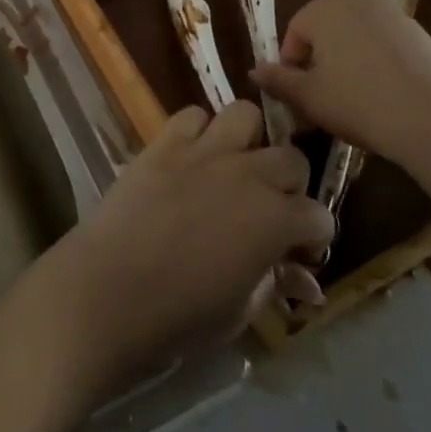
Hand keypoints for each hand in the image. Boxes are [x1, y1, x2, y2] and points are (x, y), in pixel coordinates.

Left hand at [37, 100, 333, 397]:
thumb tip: (304, 281)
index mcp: (276, 220)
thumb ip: (275, 283)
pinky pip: (192, 115)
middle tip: (270, 207)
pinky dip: (198, 131)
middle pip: (291, 159)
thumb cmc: (181, 316)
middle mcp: (248, 174)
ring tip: (234, 167)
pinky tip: (191, 156)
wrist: (111, 290)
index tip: (298, 249)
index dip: (312, 235)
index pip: (318, 215)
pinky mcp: (165, 142)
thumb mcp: (241, 310)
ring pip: (245, 116)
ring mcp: (205, 151)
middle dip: (290, 184)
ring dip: (248, 140)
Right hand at [250, 0, 430, 185]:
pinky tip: (384, 97)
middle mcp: (358, 0)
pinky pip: (385, 46)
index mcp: (324, 7)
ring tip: (354, 101)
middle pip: (326, 30)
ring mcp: (394, 14)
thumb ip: (277, 80)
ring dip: (348, 63)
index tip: (299, 96)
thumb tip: (254, 70)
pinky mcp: (421, 34)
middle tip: (323, 98)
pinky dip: (378, 65)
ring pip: (356, 38)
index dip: (291, 66)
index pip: (294, 33)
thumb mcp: (308, 98)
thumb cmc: (358, 102)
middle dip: (320, 61)